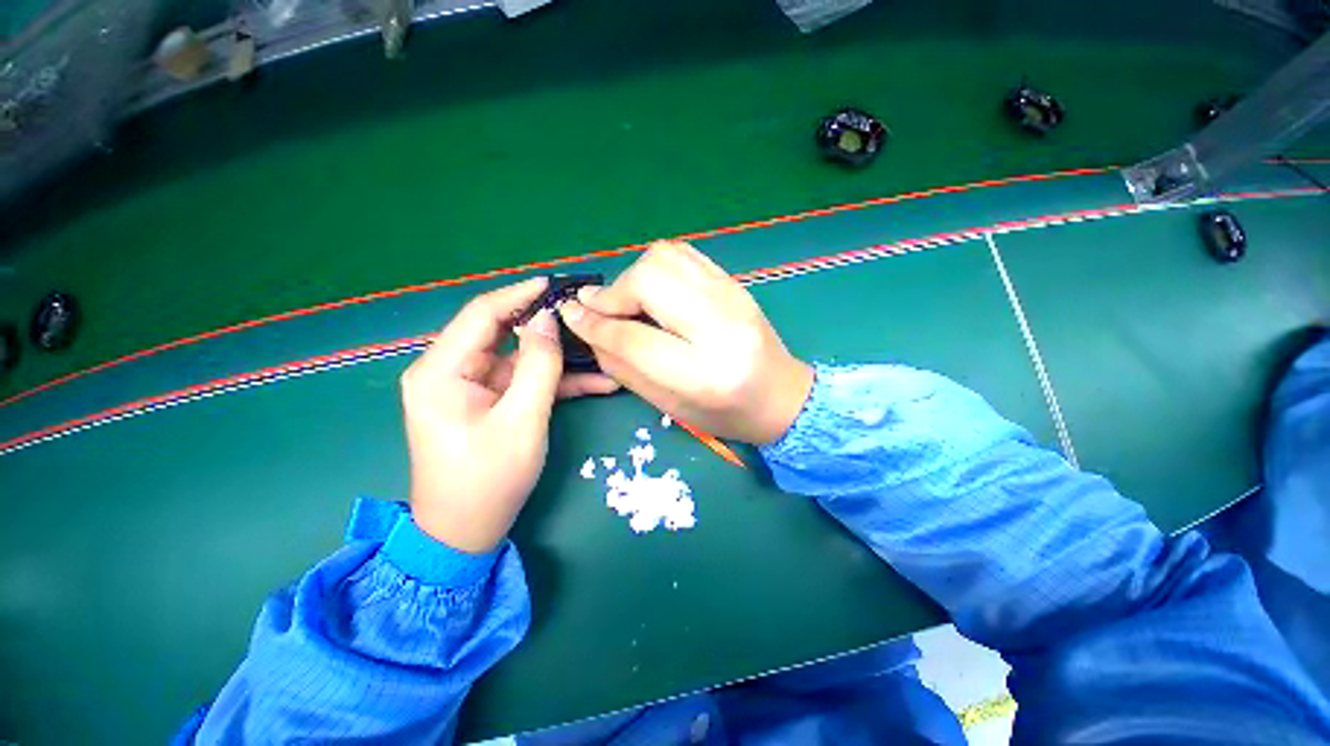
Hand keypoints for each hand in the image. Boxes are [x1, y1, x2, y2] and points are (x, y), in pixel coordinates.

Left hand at [400, 278, 618, 551]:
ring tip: (601, 349)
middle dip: (546, 325)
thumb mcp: (521, 420)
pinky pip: (524, 381)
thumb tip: (548, 319)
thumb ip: (538, 365)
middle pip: (503, 333)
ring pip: (521, 359)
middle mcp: (451, 371)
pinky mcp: (490, 403)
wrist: (467, 533)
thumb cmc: (488, 480)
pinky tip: (597, 382)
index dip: (520, 295)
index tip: (557, 284)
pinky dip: (556, 381)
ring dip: (560, 358)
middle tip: (584, 314)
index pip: (482, 314)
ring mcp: (472, 388)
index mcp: (442, 370)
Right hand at [558, 241, 813, 444]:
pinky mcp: (735, 282)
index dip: (595, 324)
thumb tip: (589, 328)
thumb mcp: (670, 406)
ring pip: (665, 257)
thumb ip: (625, 366)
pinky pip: (685, 255)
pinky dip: (657, 266)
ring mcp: (733, 296)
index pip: (634, 337)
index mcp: (704, 373)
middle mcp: (722, 326)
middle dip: (614, 292)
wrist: (782, 396)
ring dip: (634, 276)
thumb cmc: (726, 415)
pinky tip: (654, 290)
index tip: (570, 315)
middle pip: (650, 280)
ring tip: (628, 301)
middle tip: (602, 310)